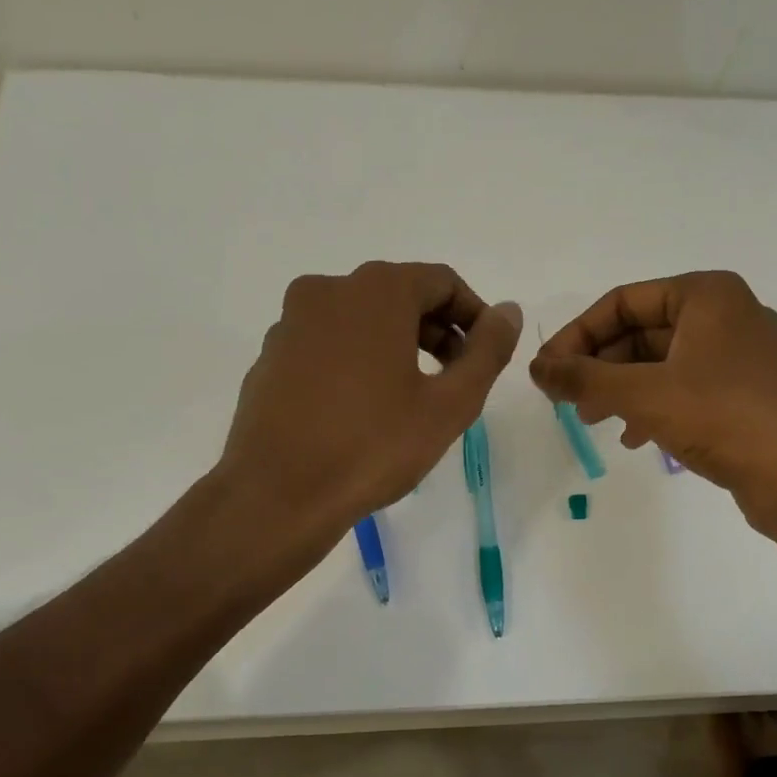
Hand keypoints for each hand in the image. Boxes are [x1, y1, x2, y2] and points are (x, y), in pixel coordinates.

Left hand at [219, 261, 522, 540]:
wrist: (277, 495)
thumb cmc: (373, 446)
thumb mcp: (449, 404)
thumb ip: (487, 351)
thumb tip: (507, 312)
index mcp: (376, 291)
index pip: (442, 282)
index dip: (474, 316)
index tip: (486, 356)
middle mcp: (328, 290)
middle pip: (399, 296)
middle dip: (436, 332)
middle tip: (455, 380)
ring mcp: (290, 322)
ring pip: (360, 320)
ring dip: (396, 346)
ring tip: (412, 398)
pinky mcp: (269, 356)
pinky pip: (327, 344)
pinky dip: (356, 361)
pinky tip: (362, 410)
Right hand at [529, 271, 776, 524]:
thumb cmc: (724, 417)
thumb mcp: (643, 393)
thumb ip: (584, 377)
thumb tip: (537, 368)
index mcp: (707, 294)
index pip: (623, 301)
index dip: (577, 334)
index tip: (547, 371)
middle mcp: (726, 316)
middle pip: (641, 332)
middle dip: (599, 366)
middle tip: (567, 401)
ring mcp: (740, 358)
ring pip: (661, 364)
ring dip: (621, 389)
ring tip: (593, 421)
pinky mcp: (746, 397)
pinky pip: (685, 391)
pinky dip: (653, 408)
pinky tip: (635, 439)